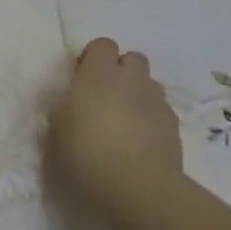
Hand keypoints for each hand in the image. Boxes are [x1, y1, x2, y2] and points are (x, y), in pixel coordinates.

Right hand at [47, 38, 183, 222]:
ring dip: (137, 94)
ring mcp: (156, 101)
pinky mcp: (173, 125)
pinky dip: (150, 118)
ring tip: (124, 121)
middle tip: (106, 96)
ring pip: (149, 85)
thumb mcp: (57, 126)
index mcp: (99, 74)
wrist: (136, 185)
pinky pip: (160, 110)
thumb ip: (66, 103)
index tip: (83, 77)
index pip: (103, 44)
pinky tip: (140, 141)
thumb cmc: (86, 151)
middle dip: (122, 71)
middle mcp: (131, 79)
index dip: (94, 57)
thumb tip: (74, 97)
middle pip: (133, 58)